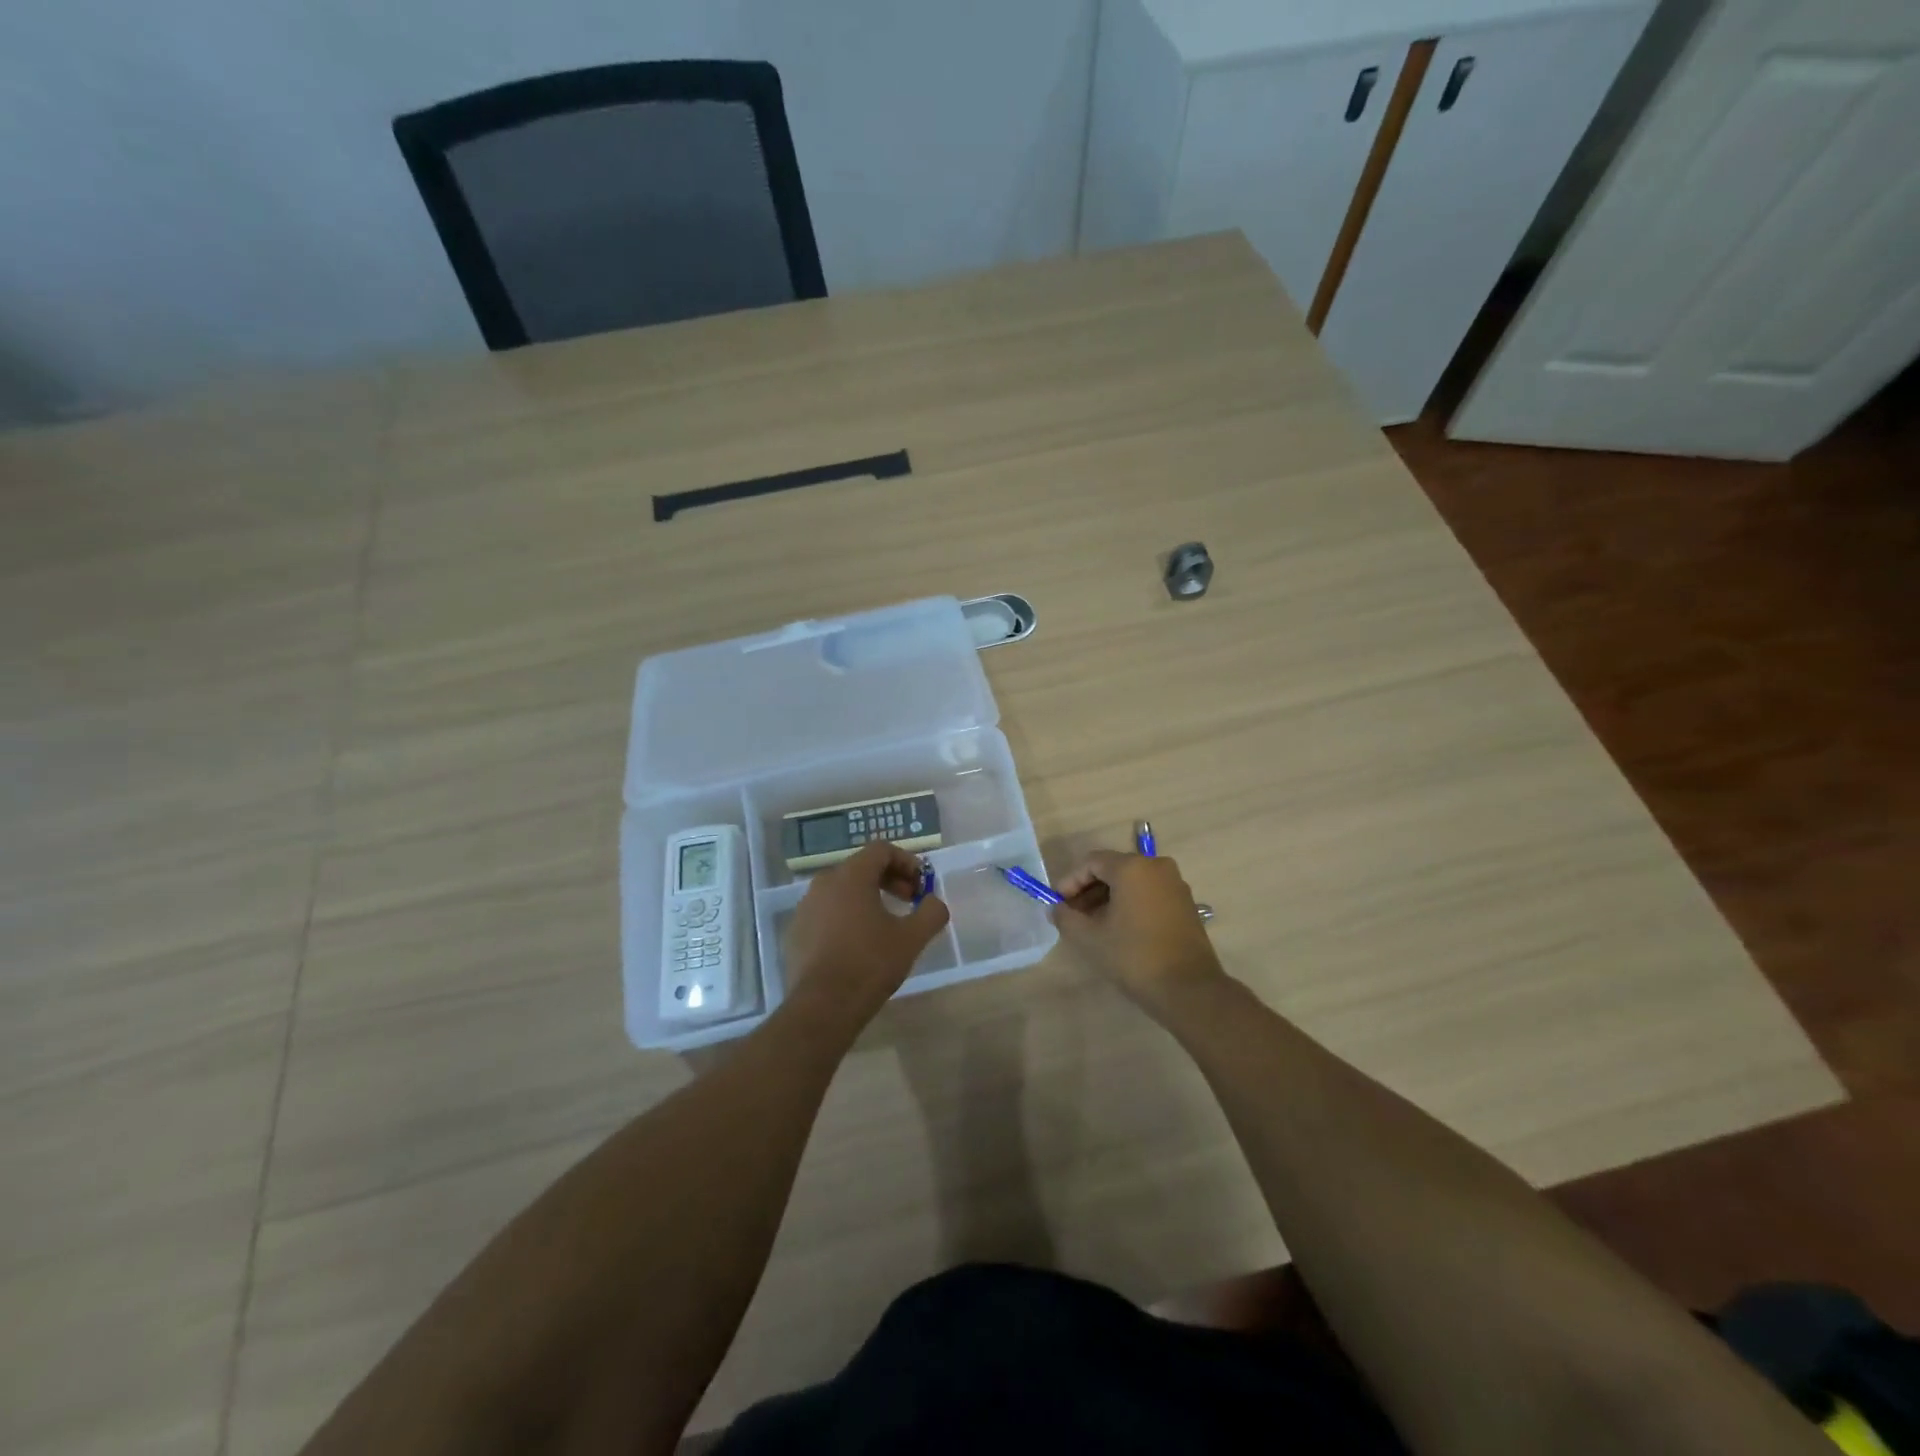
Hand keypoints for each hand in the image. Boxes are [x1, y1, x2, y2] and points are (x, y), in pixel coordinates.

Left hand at [780, 842, 949, 1034]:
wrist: (823, 1006)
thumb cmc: (870, 963)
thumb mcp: (912, 938)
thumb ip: (931, 912)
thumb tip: (934, 902)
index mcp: (850, 876)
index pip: (881, 850)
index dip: (907, 862)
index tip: (921, 885)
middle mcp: (823, 883)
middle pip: (861, 868)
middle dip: (889, 880)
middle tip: (909, 901)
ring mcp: (805, 907)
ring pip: (841, 891)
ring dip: (867, 898)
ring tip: (885, 924)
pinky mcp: (795, 932)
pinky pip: (825, 913)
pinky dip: (845, 917)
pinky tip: (858, 944)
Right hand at [1054, 850, 1223, 1013]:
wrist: (1189, 989)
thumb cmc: (1134, 957)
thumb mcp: (1090, 938)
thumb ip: (1066, 917)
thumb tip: (1056, 909)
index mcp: (1132, 867)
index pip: (1092, 862)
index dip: (1070, 881)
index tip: (1058, 904)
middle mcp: (1156, 866)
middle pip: (1113, 869)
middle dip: (1088, 890)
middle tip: (1072, 915)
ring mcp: (1174, 884)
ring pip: (1132, 882)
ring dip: (1108, 898)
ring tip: (1093, 925)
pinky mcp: (1185, 903)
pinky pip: (1149, 893)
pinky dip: (1130, 904)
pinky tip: (1119, 929)